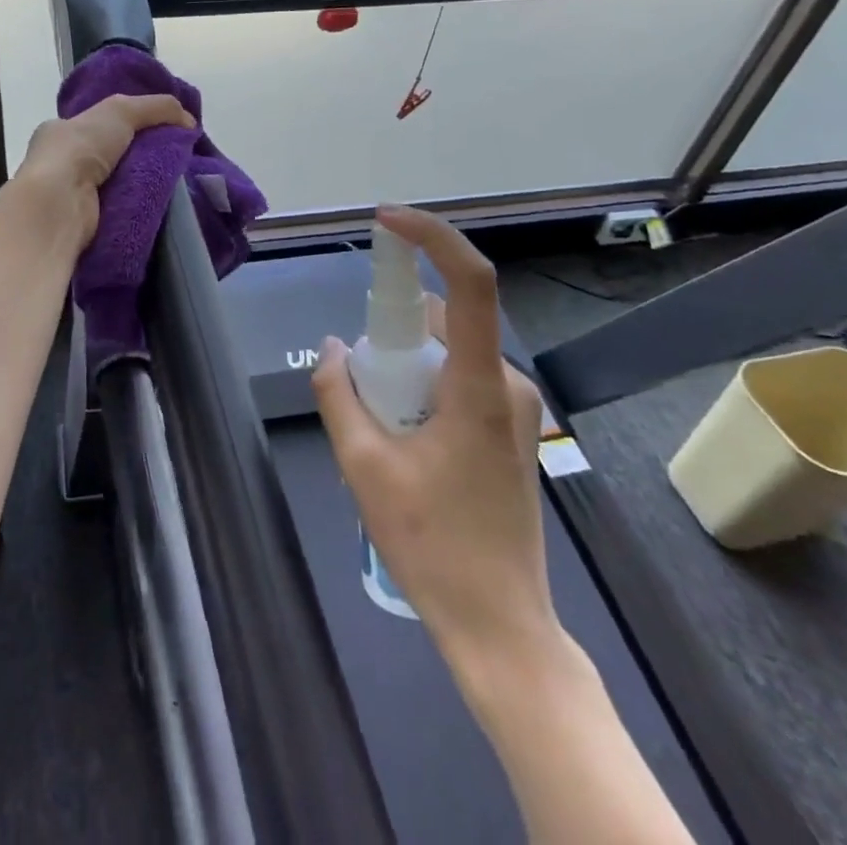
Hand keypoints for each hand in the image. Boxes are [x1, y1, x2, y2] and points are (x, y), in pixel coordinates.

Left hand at [12, 93, 193, 247]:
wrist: (60, 204)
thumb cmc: (80, 149)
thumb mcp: (121, 110)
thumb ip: (157, 107)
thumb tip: (189, 121)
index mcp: (59, 132)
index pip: (96, 123)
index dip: (126, 123)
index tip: (157, 129)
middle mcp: (60, 163)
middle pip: (110, 155)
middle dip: (140, 155)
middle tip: (175, 158)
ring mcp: (70, 196)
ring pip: (117, 183)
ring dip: (142, 183)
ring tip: (177, 183)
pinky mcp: (84, 224)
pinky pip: (119, 210)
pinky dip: (138, 207)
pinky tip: (161, 205)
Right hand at [311, 206, 559, 679]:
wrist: (501, 625)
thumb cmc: (434, 545)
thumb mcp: (364, 467)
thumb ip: (340, 394)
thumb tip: (333, 348)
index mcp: (478, 386)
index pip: (470, 283)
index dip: (432, 238)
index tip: (387, 221)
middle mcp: (505, 383)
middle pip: (444, 320)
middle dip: (393, 330)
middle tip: (360, 382)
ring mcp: (512, 407)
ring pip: (447, 351)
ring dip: (404, 364)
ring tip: (379, 428)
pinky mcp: (509, 427)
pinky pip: (458, 377)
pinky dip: (421, 384)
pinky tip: (401, 439)